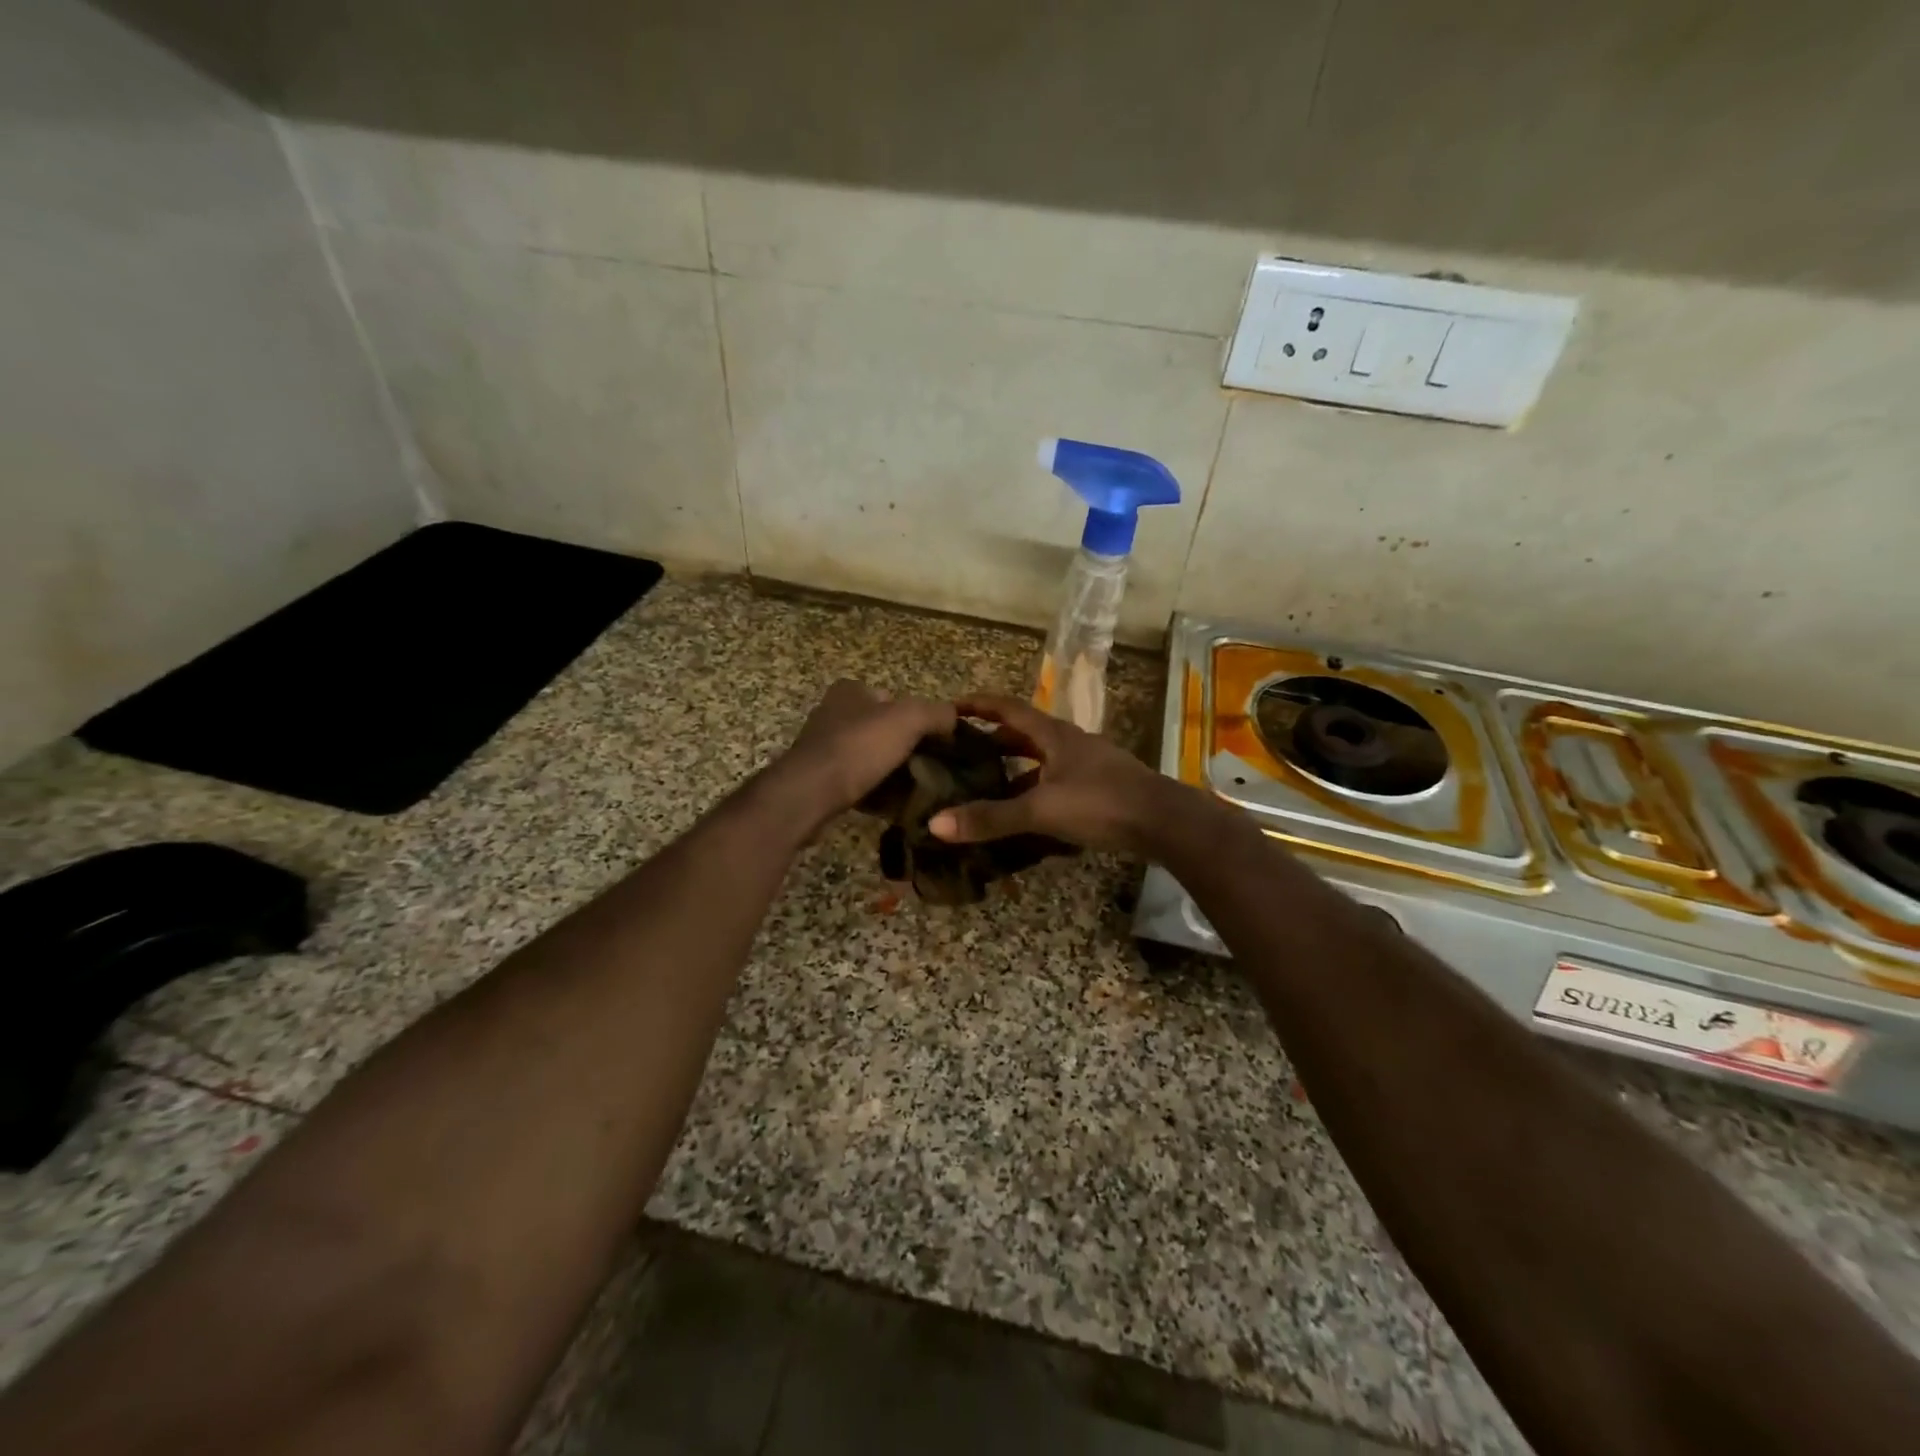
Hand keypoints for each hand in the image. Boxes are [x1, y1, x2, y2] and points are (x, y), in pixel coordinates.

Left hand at [773, 680, 955, 825]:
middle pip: (883, 729)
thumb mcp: (909, 719)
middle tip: (930, 768)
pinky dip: (875, 790)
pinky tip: (892, 805)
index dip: (918, 719)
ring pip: (870, 756)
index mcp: (850, 690)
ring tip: (916, 789)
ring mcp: (823, 747)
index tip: (936, 742)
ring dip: (891, 771)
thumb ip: (937, 713)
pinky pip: (857, 781)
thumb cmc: (858, 748)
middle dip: (905, 747)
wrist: (809, 793)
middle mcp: (833, 712)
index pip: (894, 698)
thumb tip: (954, 719)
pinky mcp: (819, 778)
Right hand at [926, 694, 1171, 855]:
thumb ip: (991, 818)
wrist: (1165, 822)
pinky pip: (1058, 782)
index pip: (1008, 709)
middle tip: (963, 752)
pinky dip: (1037, 791)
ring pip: (1043, 760)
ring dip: (1016, 768)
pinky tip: (1027, 814)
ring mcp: (1089, 765)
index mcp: (1054, 735)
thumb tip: (935, 824)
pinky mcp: (1101, 788)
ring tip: (988, 784)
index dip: (979, 705)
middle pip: (1025, 733)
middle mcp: (1070, 743)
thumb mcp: (1041, 810)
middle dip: (994, 739)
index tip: (951, 707)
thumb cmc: (1101, 803)